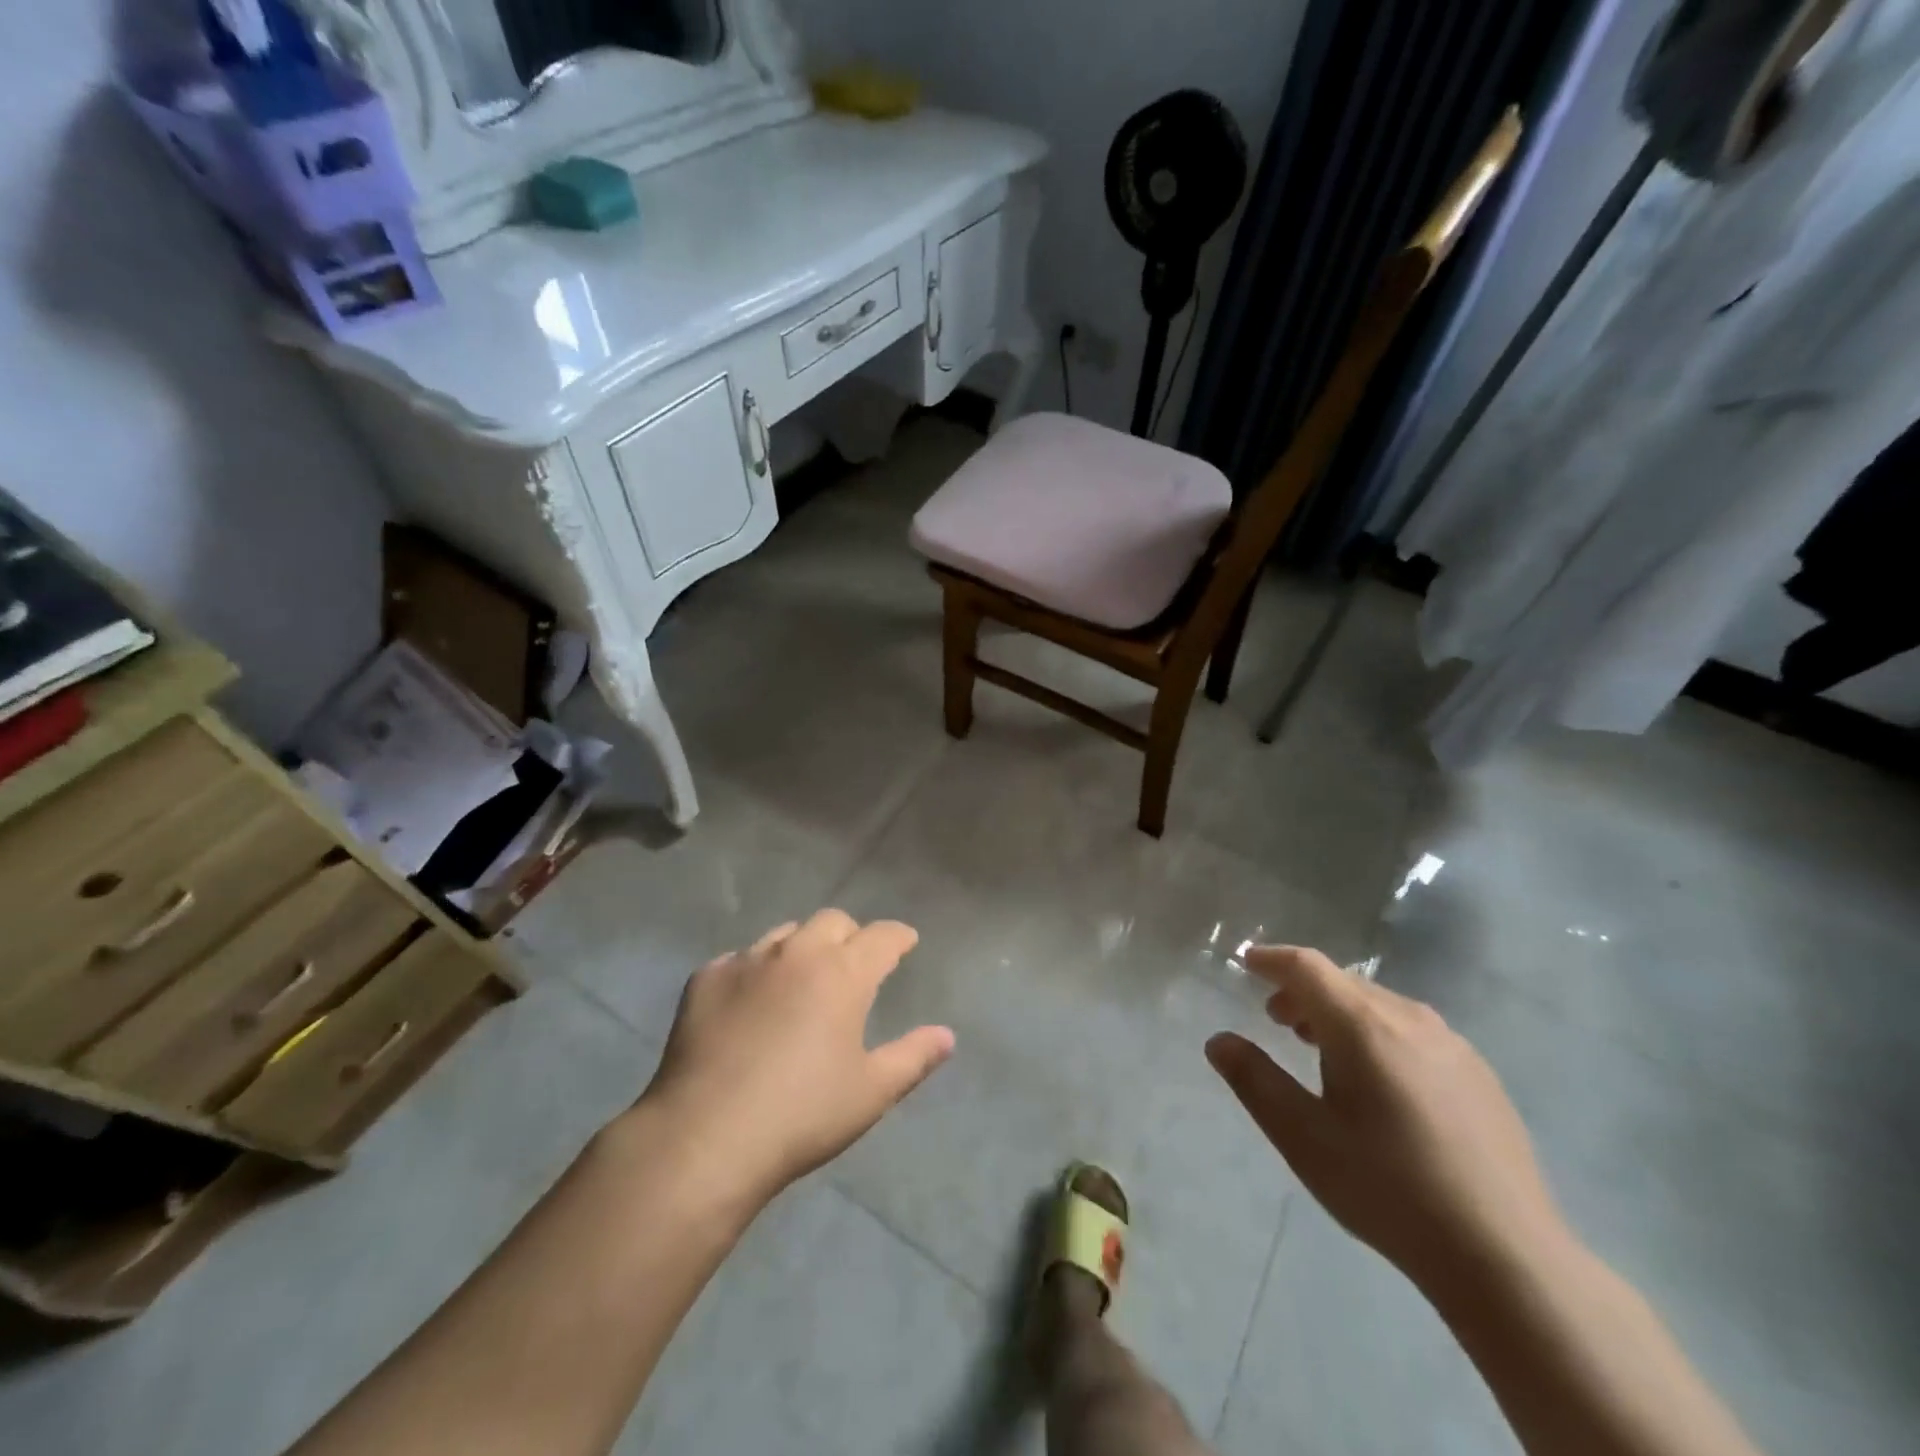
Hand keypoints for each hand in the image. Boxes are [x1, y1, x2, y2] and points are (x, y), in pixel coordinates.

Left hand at [636, 910, 954, 1213]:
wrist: (704, 1138)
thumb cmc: (802, 1116)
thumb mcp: (871, 1092)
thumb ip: (913, 1057)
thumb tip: (947, 1035)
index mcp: (843, 973)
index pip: (882, 936)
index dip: (898, 937)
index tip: (905, 942)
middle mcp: (797, 953)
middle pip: (832, 921)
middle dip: (850, 935)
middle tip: (854, 963)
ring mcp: (747, 961)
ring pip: (785, 934)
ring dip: (802, 947)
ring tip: (802, 979)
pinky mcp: (705, 979)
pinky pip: (740, 959)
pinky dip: (755, 972)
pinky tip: (750, 1003)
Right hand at [1206, 947, 1564, 1291]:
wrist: (1505, 1256)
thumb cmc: (1388, 1188)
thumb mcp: (1303, 1137)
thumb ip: (1254, 1081)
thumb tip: (1219, 1041)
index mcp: (1363, 1026)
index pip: (1307, 967)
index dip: (1272, 959)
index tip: (1247, 962)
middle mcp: (1409, 1019)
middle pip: (1343, 983)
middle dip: (1303, 992)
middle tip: (1276, 1021)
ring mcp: (1452, 1045)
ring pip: (1380, 1005)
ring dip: (1340, 1013)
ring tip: (1321, 1049)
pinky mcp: (1480, 1075)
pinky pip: (1413, 1031)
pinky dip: (1378, 1033)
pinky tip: (1380, 1082)